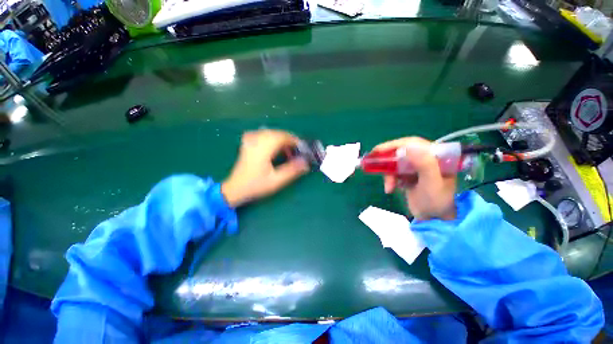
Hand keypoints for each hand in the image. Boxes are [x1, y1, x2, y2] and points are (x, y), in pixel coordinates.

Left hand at [221, 129, 309, 206]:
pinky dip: (273, 139)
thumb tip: (306, 162)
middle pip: (278, 133)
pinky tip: (274, 148)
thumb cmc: (256, 185)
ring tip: (287, 153)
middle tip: (296, 153)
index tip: (303, 149)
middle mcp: (256, 140)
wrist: (236, 188)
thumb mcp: (276, 180)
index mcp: (263, 148)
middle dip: (289, 141)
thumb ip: (292, 170)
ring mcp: (251, 139)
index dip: (295, 141)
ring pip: (272, 133)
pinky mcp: (248, 142)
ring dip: (282, 140)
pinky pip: (264, 134)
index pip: (283, 137)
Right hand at [373, 137, 456, 220]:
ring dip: (388, 174)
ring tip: (389, 187)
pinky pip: (393, 172)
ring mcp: (415, 167)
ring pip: (395, 163)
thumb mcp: (432, 183)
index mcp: (436, 156)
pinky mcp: (408, 175)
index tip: (378, 150)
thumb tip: (407, 147)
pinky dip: (389, 179)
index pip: (413, 143)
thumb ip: (424, 164)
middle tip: (372, 163)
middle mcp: (425, 158)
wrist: (434, 219)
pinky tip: (390, 188)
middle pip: (401, 152)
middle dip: (387, 160)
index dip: (394, 145)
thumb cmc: (436, 202)